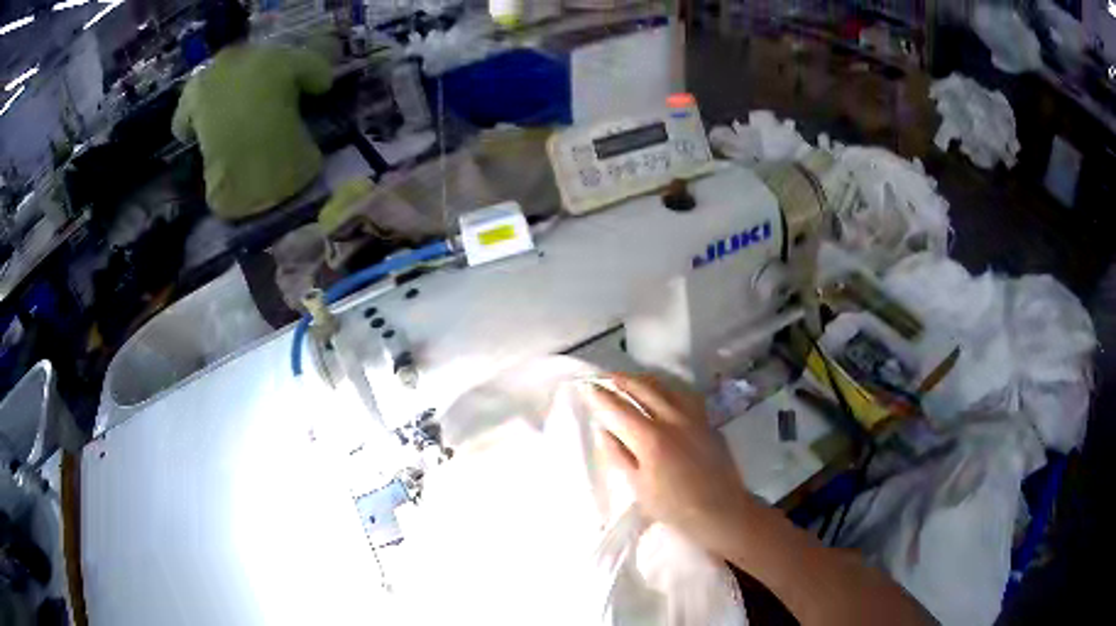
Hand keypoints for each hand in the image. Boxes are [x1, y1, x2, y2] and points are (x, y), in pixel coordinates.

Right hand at [584, 373, 758, 557]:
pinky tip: (665, 395)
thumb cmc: (674, 506)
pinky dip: (668, 390)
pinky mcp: (709, 422)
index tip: (587, 386)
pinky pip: (685, 396)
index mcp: (651, 438)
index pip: (619, 408)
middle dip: (622, 379)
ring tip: (632, 380)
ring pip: (667, 387)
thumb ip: (618, 455)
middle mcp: (673, 419)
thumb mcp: (638, 486)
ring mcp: (694, 418)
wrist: (722, 510)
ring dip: (645, 380)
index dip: (601, 395)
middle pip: (644, 388)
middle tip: (606, 376)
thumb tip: (603, 431)